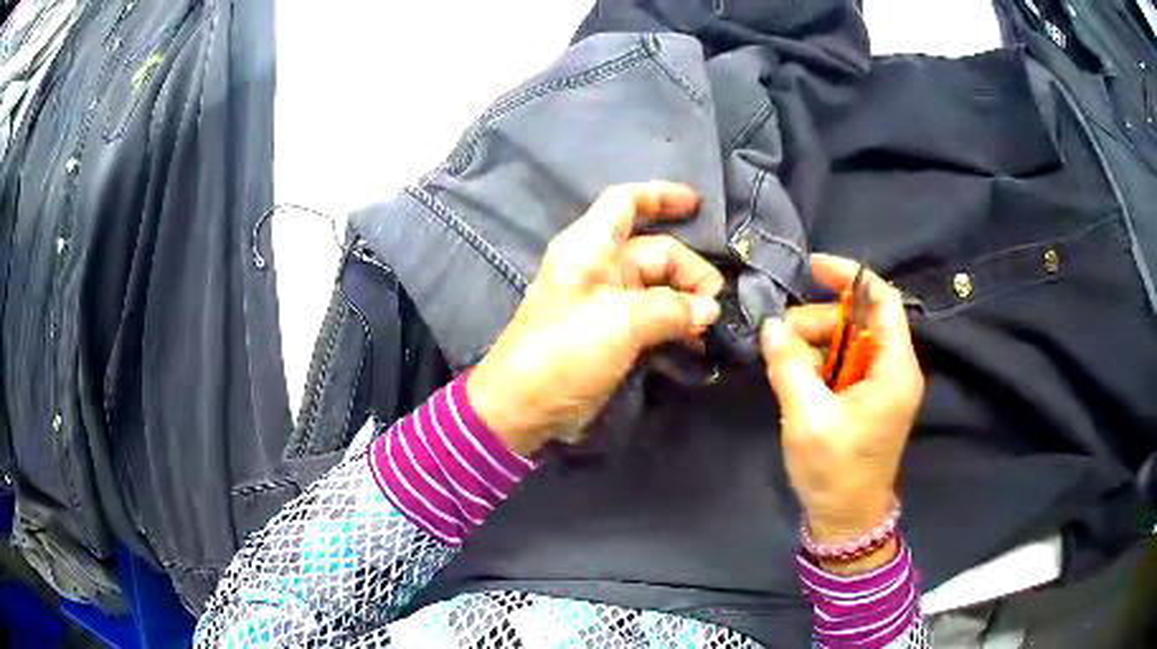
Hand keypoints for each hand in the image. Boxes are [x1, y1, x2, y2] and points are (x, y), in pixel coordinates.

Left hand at [468, 182, 724, 455]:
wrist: (523, 407)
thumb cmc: (564, 352)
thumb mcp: (620, 323)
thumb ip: (671, 309)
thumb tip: (710, 309)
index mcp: (589, 248)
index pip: (625, 203)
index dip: (661, 196)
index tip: (698, 204)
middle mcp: (598, 268)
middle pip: (655, 252)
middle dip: (691, 272)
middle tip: (716, 307)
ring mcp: (606, 303)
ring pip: (658, 288)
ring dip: (688, 304)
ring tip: (712, 329)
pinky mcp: (611, 335)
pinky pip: (652, 319)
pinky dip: (675, 328)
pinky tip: (698, 347)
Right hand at [761, 254, 923, 550]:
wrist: (846, 519)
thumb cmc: (835, 472)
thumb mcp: (807, 418)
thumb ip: (789, 366)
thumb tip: (770, 326)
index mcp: (893, 369)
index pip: (882, 300)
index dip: (850, 277)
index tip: (812, 268)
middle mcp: (893, 369)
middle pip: (858, 320)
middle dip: (818, 322)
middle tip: (779, 341)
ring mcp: (880, 384)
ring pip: (847, 341)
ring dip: (813, 345)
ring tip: (783, 366)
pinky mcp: (866, 398)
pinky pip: (842, 364)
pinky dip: (817, 364)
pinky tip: (794, 378)